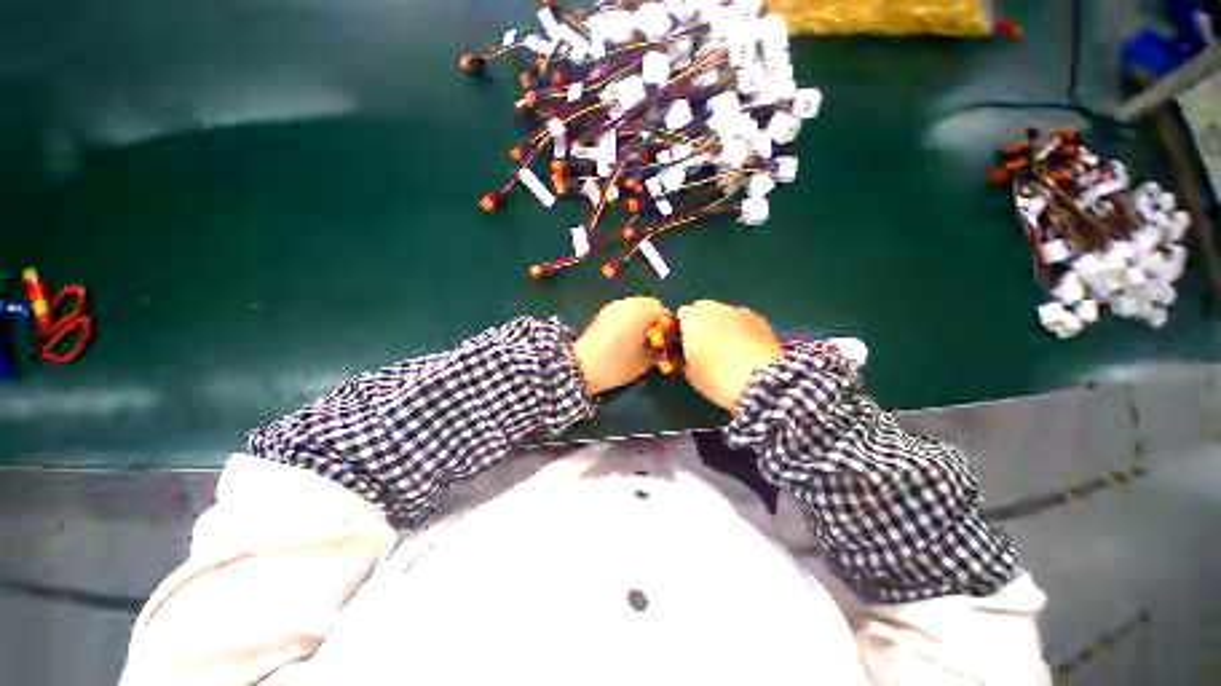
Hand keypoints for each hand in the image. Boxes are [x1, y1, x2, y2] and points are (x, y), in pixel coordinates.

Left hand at [574, 297, 670, 395]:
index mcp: (640, 313)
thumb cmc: (615, 365)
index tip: (671, 340)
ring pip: (637, 304)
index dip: (670, 326)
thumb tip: (665, 348)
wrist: (580, 366)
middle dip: (658, 317)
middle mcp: (628, 304)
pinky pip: (625, 308)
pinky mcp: (604, 312)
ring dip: (644, 315)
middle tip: (658, 337)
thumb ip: (658, 352)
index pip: (664, 312)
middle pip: (651, 303)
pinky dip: (632, 316)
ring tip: (644, 336)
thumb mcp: (643, 363)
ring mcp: (614, 306)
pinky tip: (630, 333)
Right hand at [677, 300, 783, 411]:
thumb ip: (685, 358)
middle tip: (704, 340)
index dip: (683, 325)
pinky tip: (745, 344)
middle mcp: (714, 309)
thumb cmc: (716, 379)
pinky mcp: (760, 319)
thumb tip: (687, 354)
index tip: (685, 340)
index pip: (682, 313)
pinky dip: (741, 327)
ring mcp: (739, 311)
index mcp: (693, 320)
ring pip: (725, 311)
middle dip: (702, 319)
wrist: (759, 382)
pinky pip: (744, 318)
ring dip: (723, 321)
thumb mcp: (691, 374)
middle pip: (704, 306)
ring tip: (728, 342)